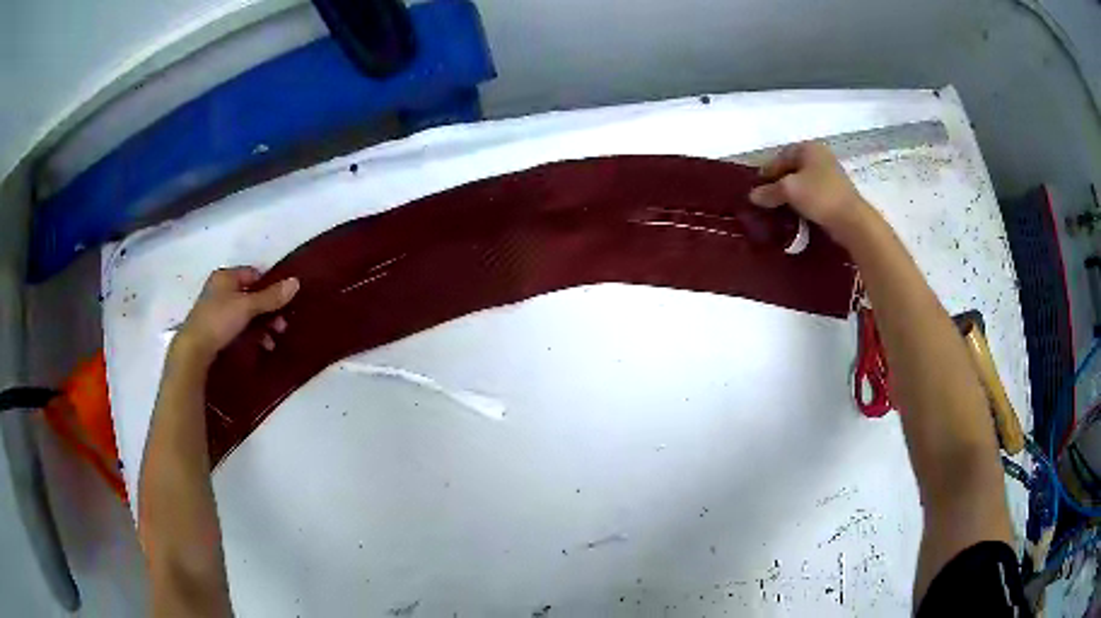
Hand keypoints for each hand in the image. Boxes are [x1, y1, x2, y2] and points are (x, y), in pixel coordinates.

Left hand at [174, 267, 298, 363]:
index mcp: (225, 276)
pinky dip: (251, 335)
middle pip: (251, 296)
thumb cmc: (219, 320)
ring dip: (262, 326)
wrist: (194, 350)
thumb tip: (296, 282)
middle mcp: (220, 289)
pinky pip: (239, 328)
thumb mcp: (248, 306)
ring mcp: (217, 310)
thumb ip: (271, 296)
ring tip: (273, 341)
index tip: (283, 302)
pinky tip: (261, 346)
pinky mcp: (216, 330)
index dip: (270, 286)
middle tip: (282, 325)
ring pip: (246, 314)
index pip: (254, 274)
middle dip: (268, 311)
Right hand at [748, 141, 870, 241]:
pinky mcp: (836, 193)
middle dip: (779, 183)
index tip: (758, 187)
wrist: (852, 220)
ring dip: (791, 195)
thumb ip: (769, 191)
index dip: (768, 171)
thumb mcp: (789, 190)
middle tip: (767, 199)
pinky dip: (803, 203)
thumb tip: (753, 196)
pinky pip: (813, 195)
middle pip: (792, 168)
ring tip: (779, 209)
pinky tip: (796, 215)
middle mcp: (820, 157)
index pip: (781, 155)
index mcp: (809, 148)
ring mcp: (830, 175)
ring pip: (803, 183)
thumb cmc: (819, 196)